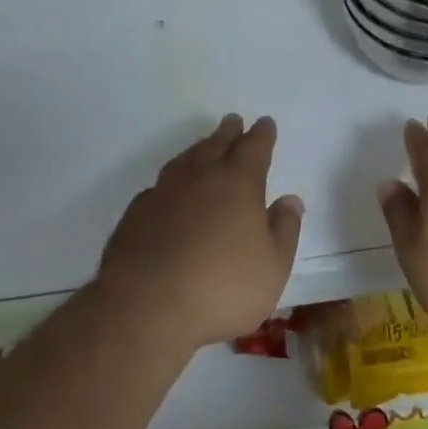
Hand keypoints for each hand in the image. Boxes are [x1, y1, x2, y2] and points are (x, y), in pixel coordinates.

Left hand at [98, 114, 303, 351]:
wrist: (145, 307)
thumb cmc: (221, 288)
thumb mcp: (272, 268)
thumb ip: (284, 230)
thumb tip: (290, 199)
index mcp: (238, 183)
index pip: (254, 148)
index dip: (262, 135)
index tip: (265, 123)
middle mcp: (200, 177)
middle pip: (217, 144)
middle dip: (229, 132)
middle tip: (234, 121)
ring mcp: (164, 192)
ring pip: (186, 159)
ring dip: (199, 149)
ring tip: (204, 146)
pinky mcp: (136, 213)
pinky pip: (160, 186)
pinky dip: (171, 181)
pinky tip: (170, 190)